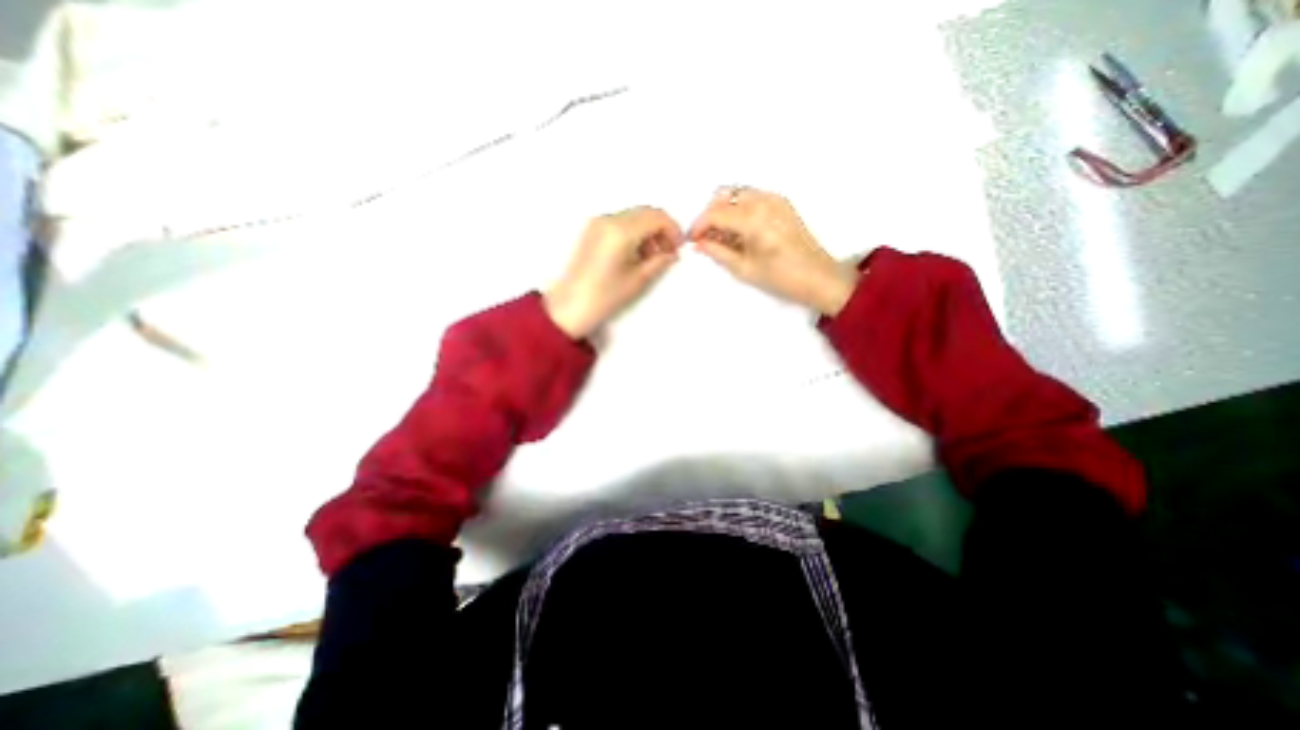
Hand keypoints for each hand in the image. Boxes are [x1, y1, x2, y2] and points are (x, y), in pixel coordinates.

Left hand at [543, 210, 684, 339]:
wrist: (570, 306)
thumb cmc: (605, 296)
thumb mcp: (638, 280)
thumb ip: (659, 261)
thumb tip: (672, 253)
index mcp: (621, 230)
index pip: (656, 217)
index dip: (673, 230)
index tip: (679, 247)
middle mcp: (609, 219)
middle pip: (645, 213)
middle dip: (661, 229)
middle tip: (669, 252)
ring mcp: (598, 223)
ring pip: (633, 217)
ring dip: (648, 231)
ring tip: (653, 257)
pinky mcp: (592, 230)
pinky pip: (620, 222)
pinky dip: (634, 233)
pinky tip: (636, 254)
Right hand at [685, 186, 859, 312]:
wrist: (819, 277)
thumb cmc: (781, 278)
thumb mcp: (744, 268)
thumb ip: (717, 251)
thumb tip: (698, 243)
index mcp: (754, 219)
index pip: (715, 213)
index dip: (698, 226)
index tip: (691, 239)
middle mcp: (764, 200)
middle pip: (724, 196)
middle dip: (709, 215)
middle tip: (705, 238)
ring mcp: (775, 198)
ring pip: (737, 193)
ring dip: (723, 210)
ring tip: (721, 236)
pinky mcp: (782, 202)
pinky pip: (751, 197)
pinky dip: (738, 208)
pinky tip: (738, 231)